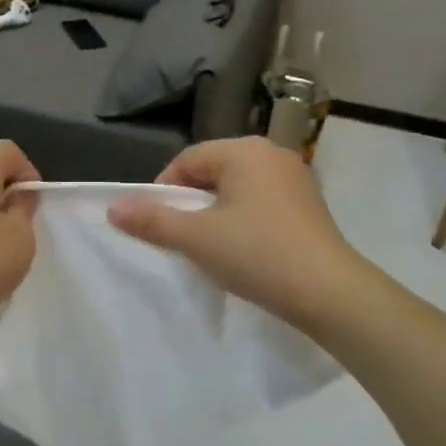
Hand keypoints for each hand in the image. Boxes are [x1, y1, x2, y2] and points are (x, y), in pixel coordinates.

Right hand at [108, 136, 365, 332]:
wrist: (331, 294)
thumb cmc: (258, 255)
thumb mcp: (197, 239)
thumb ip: (152, 221)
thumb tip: (113, 208)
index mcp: (245, 151)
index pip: (188, 160)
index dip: (164, 191)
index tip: (157, 226)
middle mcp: (272, 154)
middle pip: (213, 172)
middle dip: (191, 203)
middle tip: (181, 239)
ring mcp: (295, 179)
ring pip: (237, 189)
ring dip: (216, 214)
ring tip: (210, 248)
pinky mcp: (309, 205)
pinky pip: (261, 203)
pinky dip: (243, 221)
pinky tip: (243, 251)